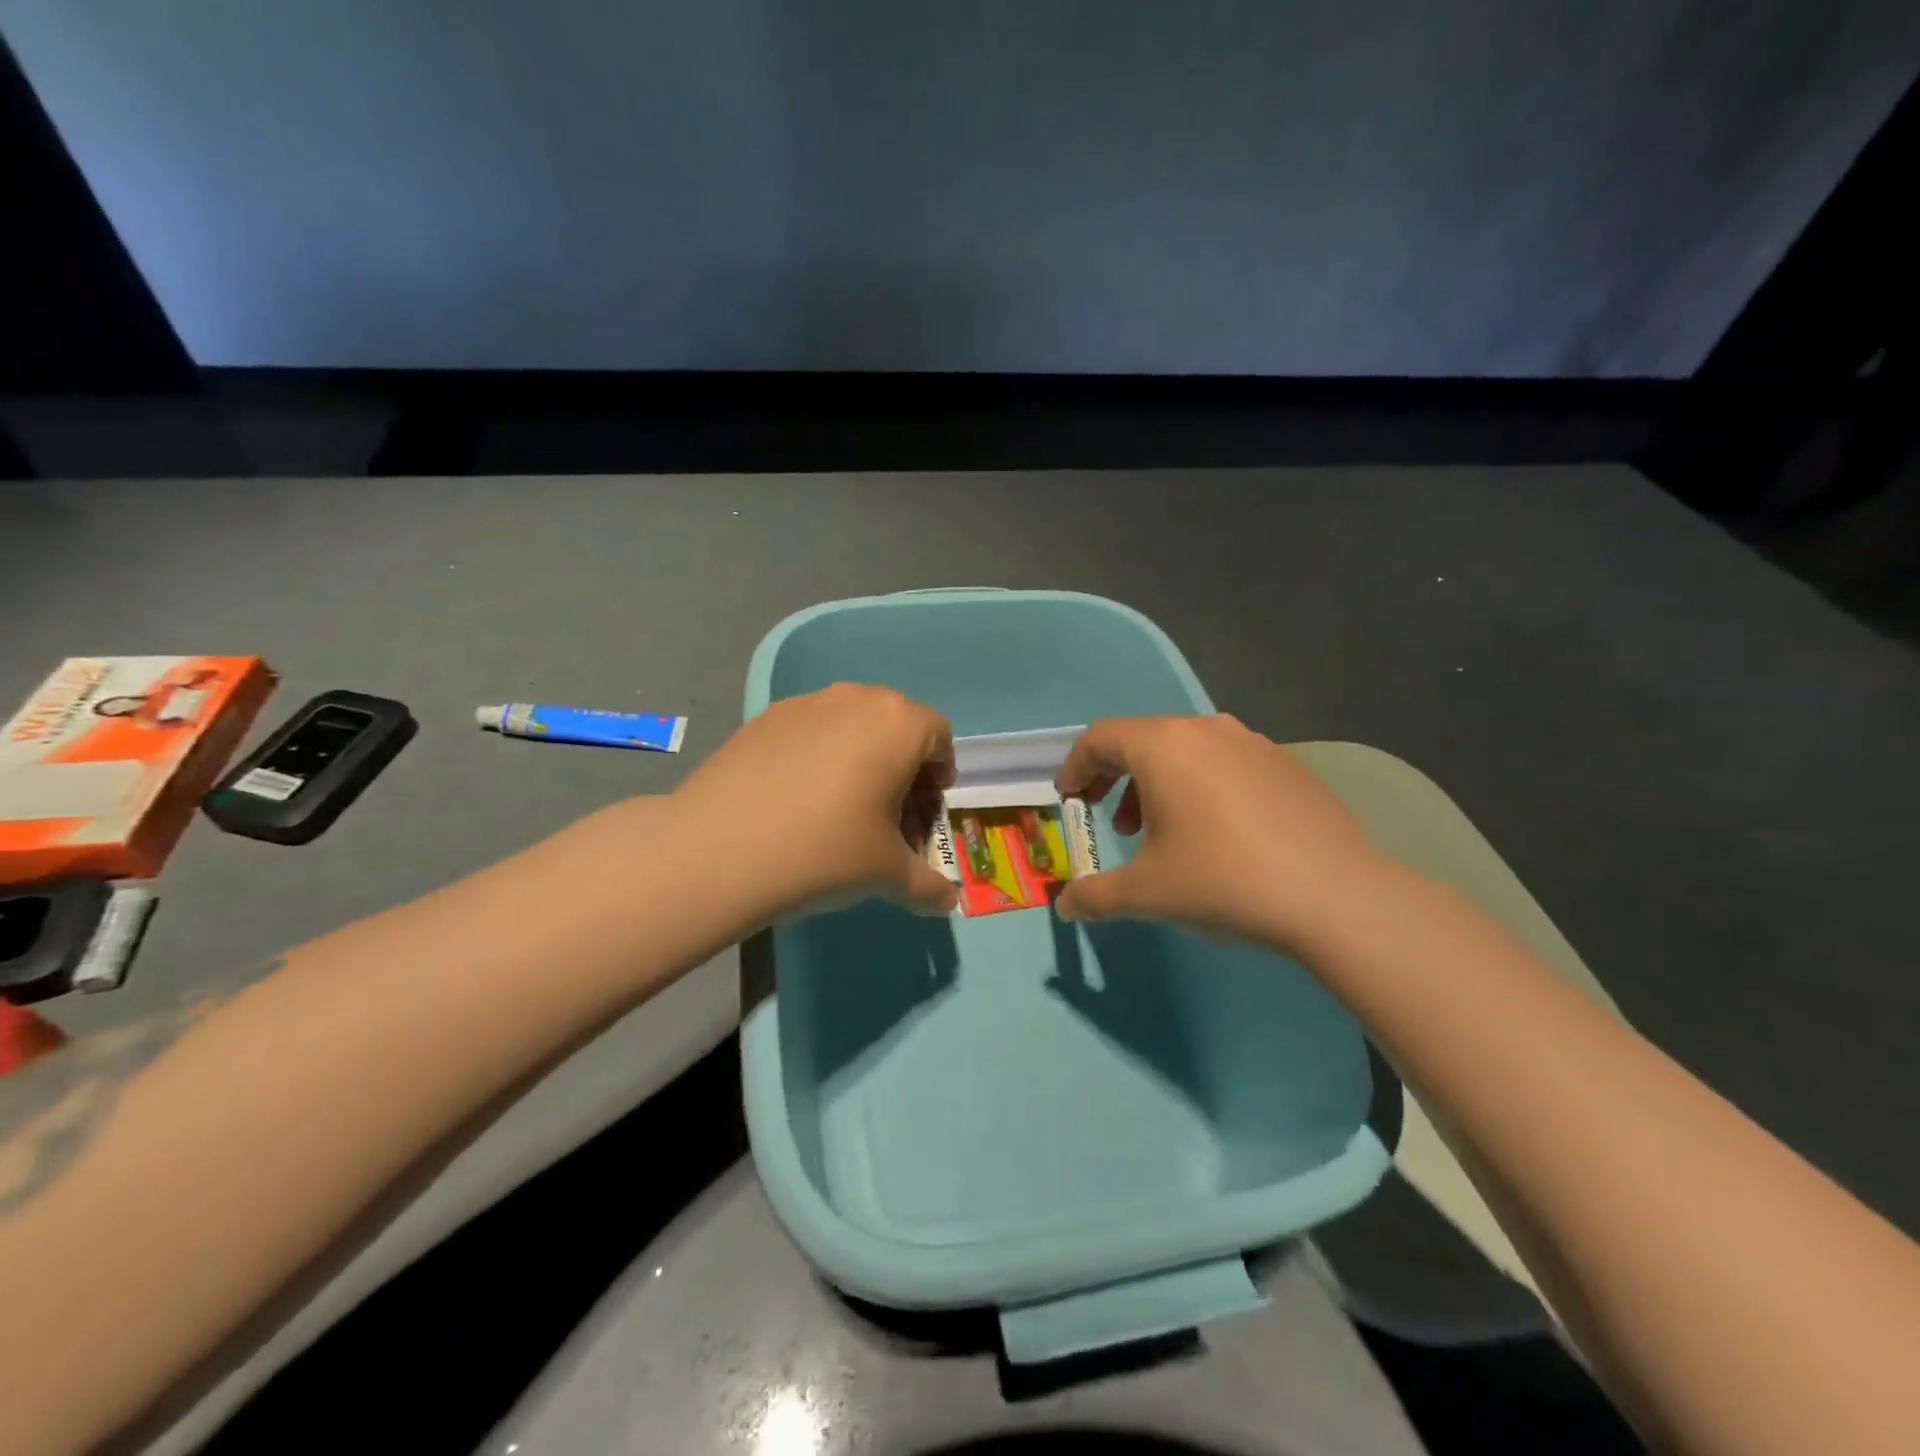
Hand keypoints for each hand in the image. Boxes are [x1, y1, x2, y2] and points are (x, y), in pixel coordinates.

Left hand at [674, 684, 959, 919]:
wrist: (720, 849)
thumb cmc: (825, 852)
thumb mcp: (888, 876)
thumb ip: (928, 887)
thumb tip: (947, 901)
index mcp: (900, 725)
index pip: (939, 737)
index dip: (941, 773)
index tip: (926, 807)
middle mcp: (858, 699)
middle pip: (896, 723)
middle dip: (902, 763)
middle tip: (888, 809)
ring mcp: (807, 703)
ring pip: (852, 722)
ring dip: (860, 754)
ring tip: (839, 803)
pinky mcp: (765, 717)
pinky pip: (810, 728)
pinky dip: (817, 753)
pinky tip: (795, 797)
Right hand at [1053, 715, 1385, 950]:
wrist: (1335, 896)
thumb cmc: (1222, 881)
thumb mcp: (1146, 893)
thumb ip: (1095, 896)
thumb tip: (1063, 906)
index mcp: (1163, 747)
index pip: (1100, 738)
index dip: (1075, 767)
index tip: (1069, 799)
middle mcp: (1205, 729)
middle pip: (1142, 740)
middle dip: (1115, 777)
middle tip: (1111, 820)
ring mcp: (1251, 742)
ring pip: (1185, 750)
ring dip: (1158, 783)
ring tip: (1160, 831)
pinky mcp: (1285, 763)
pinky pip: (1224, 762)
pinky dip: (1201, 785)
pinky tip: (1215, 832)